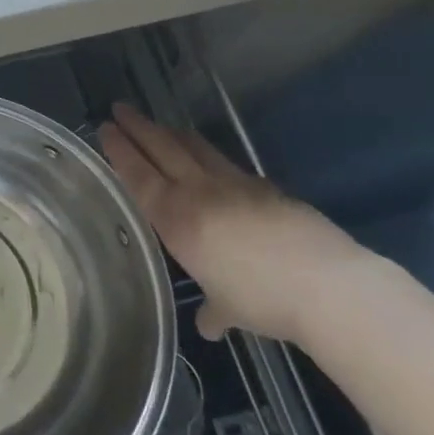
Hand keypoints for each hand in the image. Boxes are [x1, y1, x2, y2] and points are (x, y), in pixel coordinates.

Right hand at [98, 101, 376, 345]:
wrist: (328, 285)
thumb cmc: (261, 299)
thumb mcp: (228, 307)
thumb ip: (214, 310)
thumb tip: (210, 324)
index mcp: (176, 219)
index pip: (138, 176)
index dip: (120, 151)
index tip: (105, 129)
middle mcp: (199, 193)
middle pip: (163, 149)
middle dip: (139, 127)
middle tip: (120, 109)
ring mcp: (236, 185)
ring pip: (195, 149)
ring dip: (172, 134)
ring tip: (160, 126)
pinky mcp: (266, 188)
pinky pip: (226, 163)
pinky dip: (208, 154)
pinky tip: (209, 158)